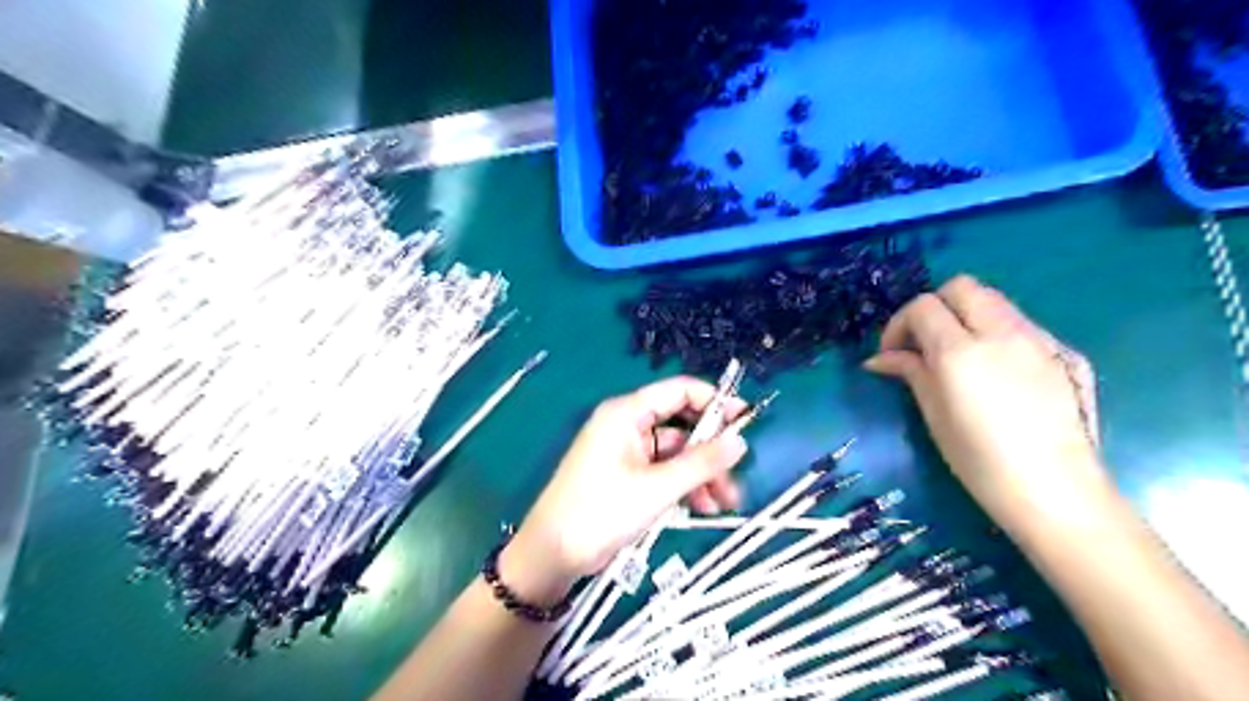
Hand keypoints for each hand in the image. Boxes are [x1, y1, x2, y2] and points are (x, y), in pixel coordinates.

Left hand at [506, 379, 748, 598]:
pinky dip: (683, 486)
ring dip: (701, 475)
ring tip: (724, 504)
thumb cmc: (601, 511)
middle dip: (710, 451)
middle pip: (681, 425)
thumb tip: (740, 441)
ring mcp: (627, 452)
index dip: (714, 402)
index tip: (745, 420)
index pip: (679, 391)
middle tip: (736, 475)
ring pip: (676, 454)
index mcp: (627, 413)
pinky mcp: (627, 477)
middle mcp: (627, 426)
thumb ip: (701, 463)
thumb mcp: (657, 488)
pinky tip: (701, 508)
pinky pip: (664, 472)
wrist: (552, 555)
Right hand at [865, 276, 1105, 532]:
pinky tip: (995, 369)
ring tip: (957, 355)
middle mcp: (1001, 333)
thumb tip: (881, 359)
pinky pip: (1021, 324)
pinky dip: (996, 332)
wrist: (1056, 492)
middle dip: (934, 307)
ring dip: (966, 316)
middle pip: (961, 287)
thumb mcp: (934, 414)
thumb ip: (910, 373)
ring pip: (994, 300)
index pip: (922, 307)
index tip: (891, 354)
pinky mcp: (1064, 352)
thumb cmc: (981, 461)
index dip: (899, 324)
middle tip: (923, 342)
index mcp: (961, 351)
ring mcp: (1038, 339)